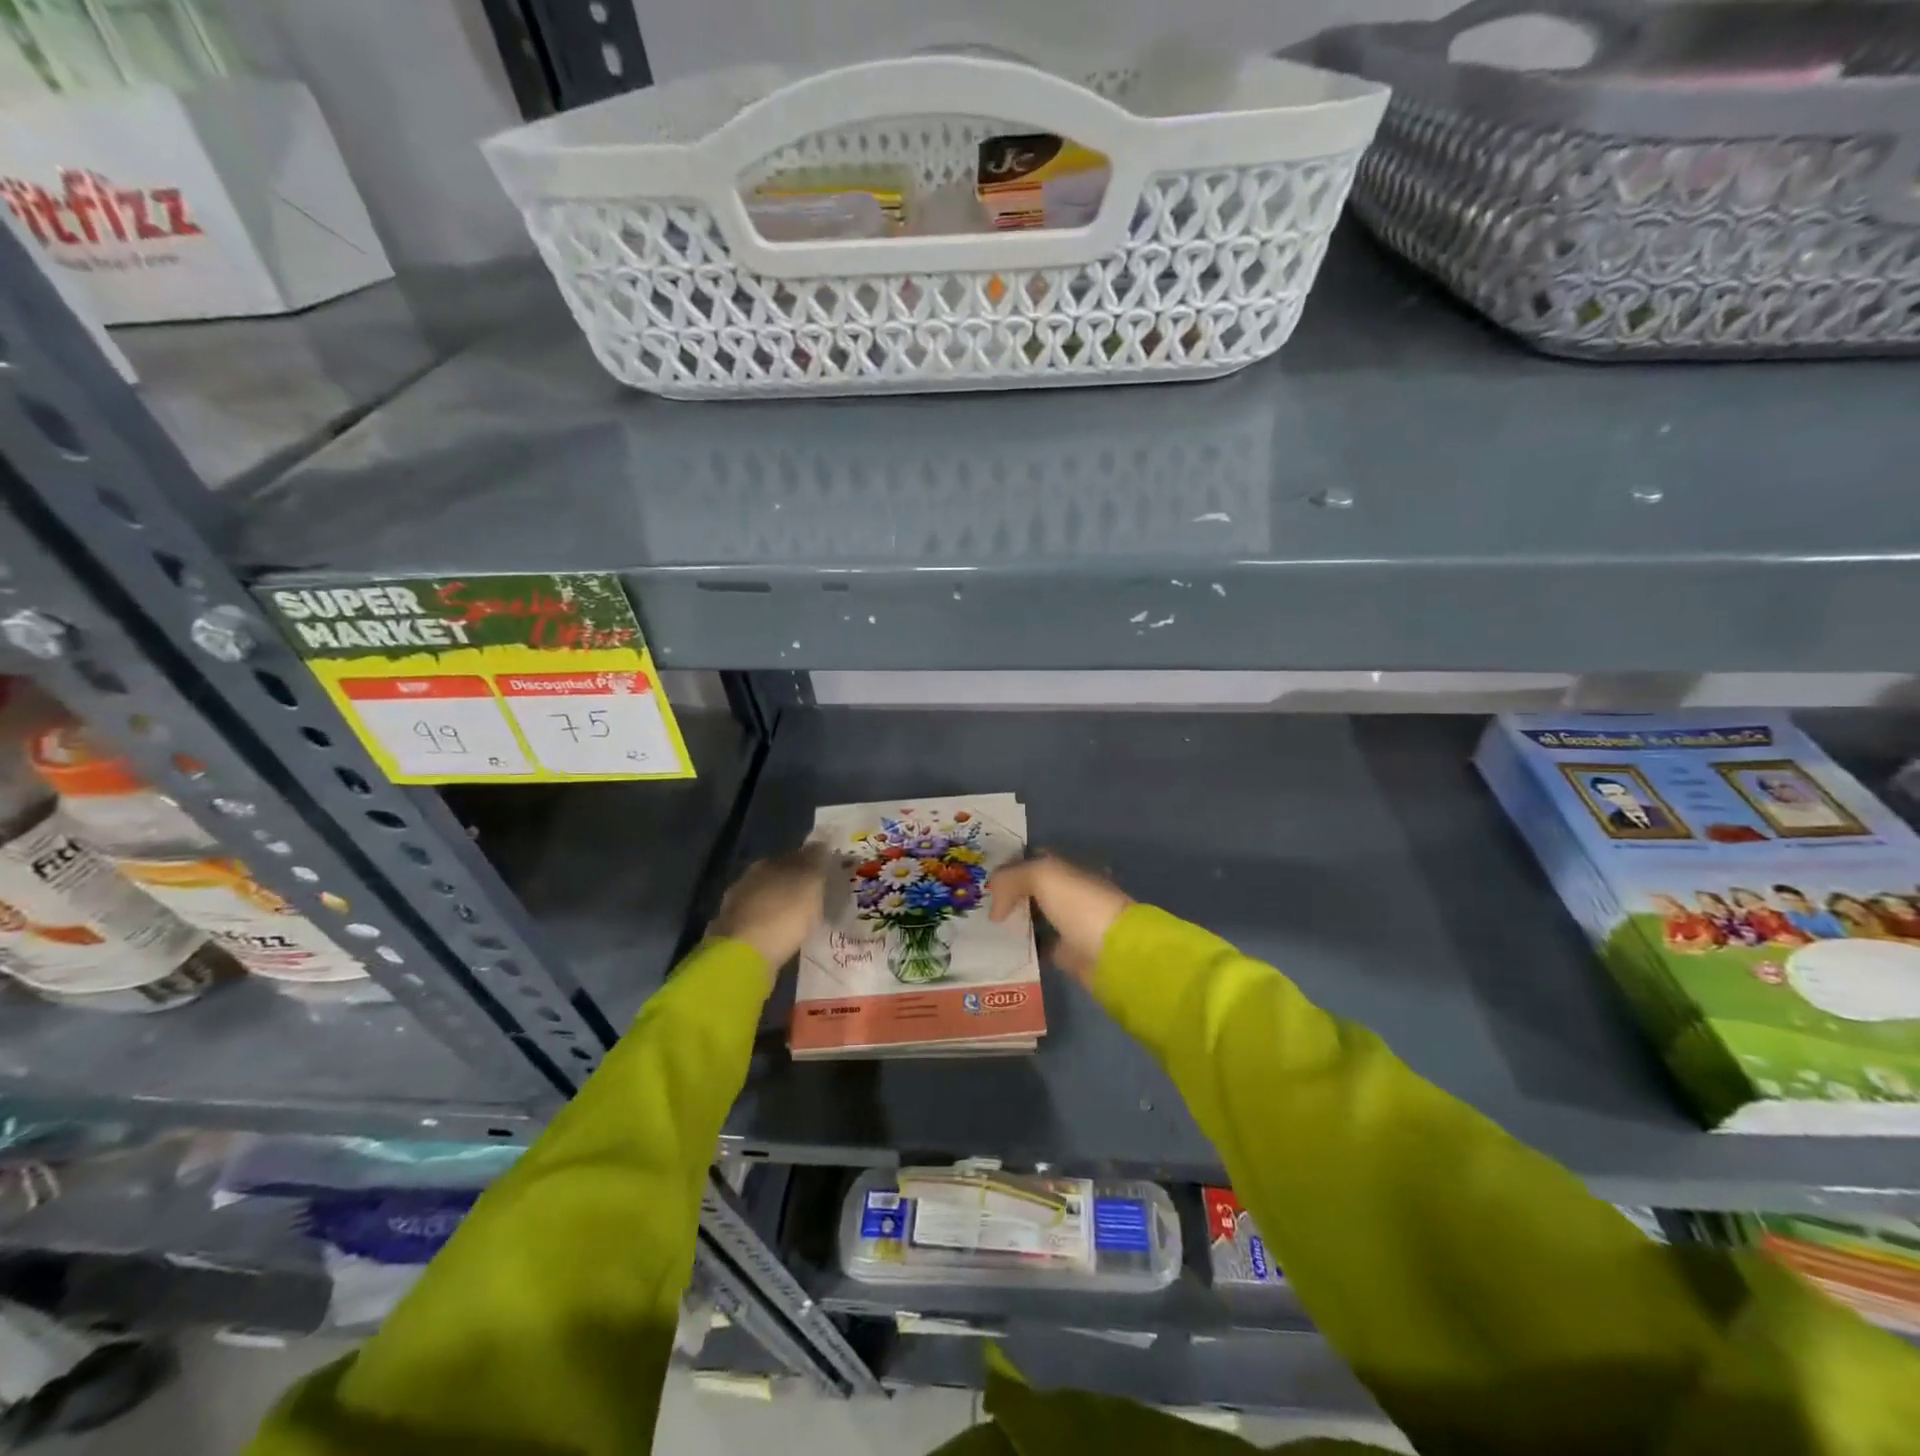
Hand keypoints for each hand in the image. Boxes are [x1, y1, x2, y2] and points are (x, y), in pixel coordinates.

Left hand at [709, 845, 828, 981]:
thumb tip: (820, 843)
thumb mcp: (810, 884)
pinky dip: (770, 926)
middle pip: (777, 877)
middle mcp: (748, 879)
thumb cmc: (783, 914)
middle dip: (793, 885)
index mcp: (767, 863)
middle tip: (814, 897)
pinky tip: (780, 935)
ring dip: (780, 906)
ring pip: (766, 900)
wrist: (743, 956)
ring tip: (799, 919)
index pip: (794, 856)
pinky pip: (759, 923)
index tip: (825, 874)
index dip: (810, 863)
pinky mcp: (732, 933)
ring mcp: (736, 907)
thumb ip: (816, 861)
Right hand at [989, 854, 1130, 986]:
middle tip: (975, 904)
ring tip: (981, 928)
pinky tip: (999, 950)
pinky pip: (1036, 946)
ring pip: (1032, 918)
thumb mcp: (1042, 875)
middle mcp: (1068, 893)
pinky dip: (1020, 948)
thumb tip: (995, 910)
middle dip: (1006, 895)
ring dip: (1011, 922)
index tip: (981, 876)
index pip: (1033, 859)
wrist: (1113, 952)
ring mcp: (1067, 923)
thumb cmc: (1080, 904)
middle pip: (1030, 890)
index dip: (1009, 865)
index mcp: (1067, 868)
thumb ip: (1010, 879)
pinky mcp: (1065, 953)